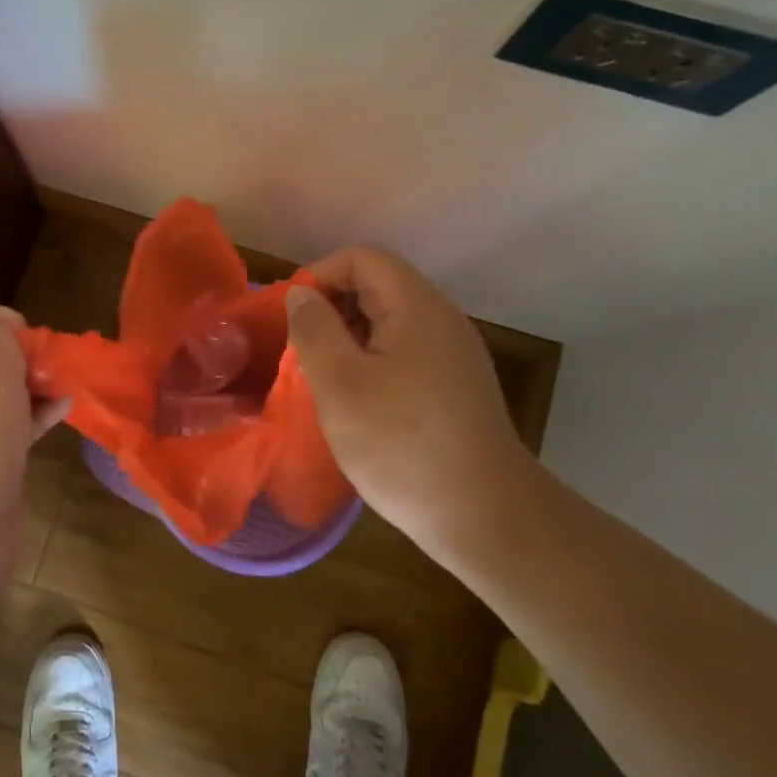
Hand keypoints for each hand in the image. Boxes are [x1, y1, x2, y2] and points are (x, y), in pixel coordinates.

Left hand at [0, 303, 68, 590]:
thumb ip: (2, 332)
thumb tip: (12, 344)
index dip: (5, 316)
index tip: (35, 334)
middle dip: (26, 352)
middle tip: (52, 364)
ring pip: (4, 390)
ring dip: (37, 383)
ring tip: (66, 384)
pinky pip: (14, 423)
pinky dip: (40, 413)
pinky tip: (66, 409)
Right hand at [285, 248, 540, 564]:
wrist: (485, 518)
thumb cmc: (402, 445)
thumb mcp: (340, 384)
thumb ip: (314, 330)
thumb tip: (301, 294)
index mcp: (417, 308)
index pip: (363, 259)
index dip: (321, 275)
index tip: (292, 315)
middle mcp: (441, 321)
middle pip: (377, 287)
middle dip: (332, 308)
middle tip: (301, 349)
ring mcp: (453, 355)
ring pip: (389, 322)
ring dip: (348, 338)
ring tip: (321, 377)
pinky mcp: (456, 386)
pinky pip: (404, 352)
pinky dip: (370, 362)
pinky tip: (356, 402)